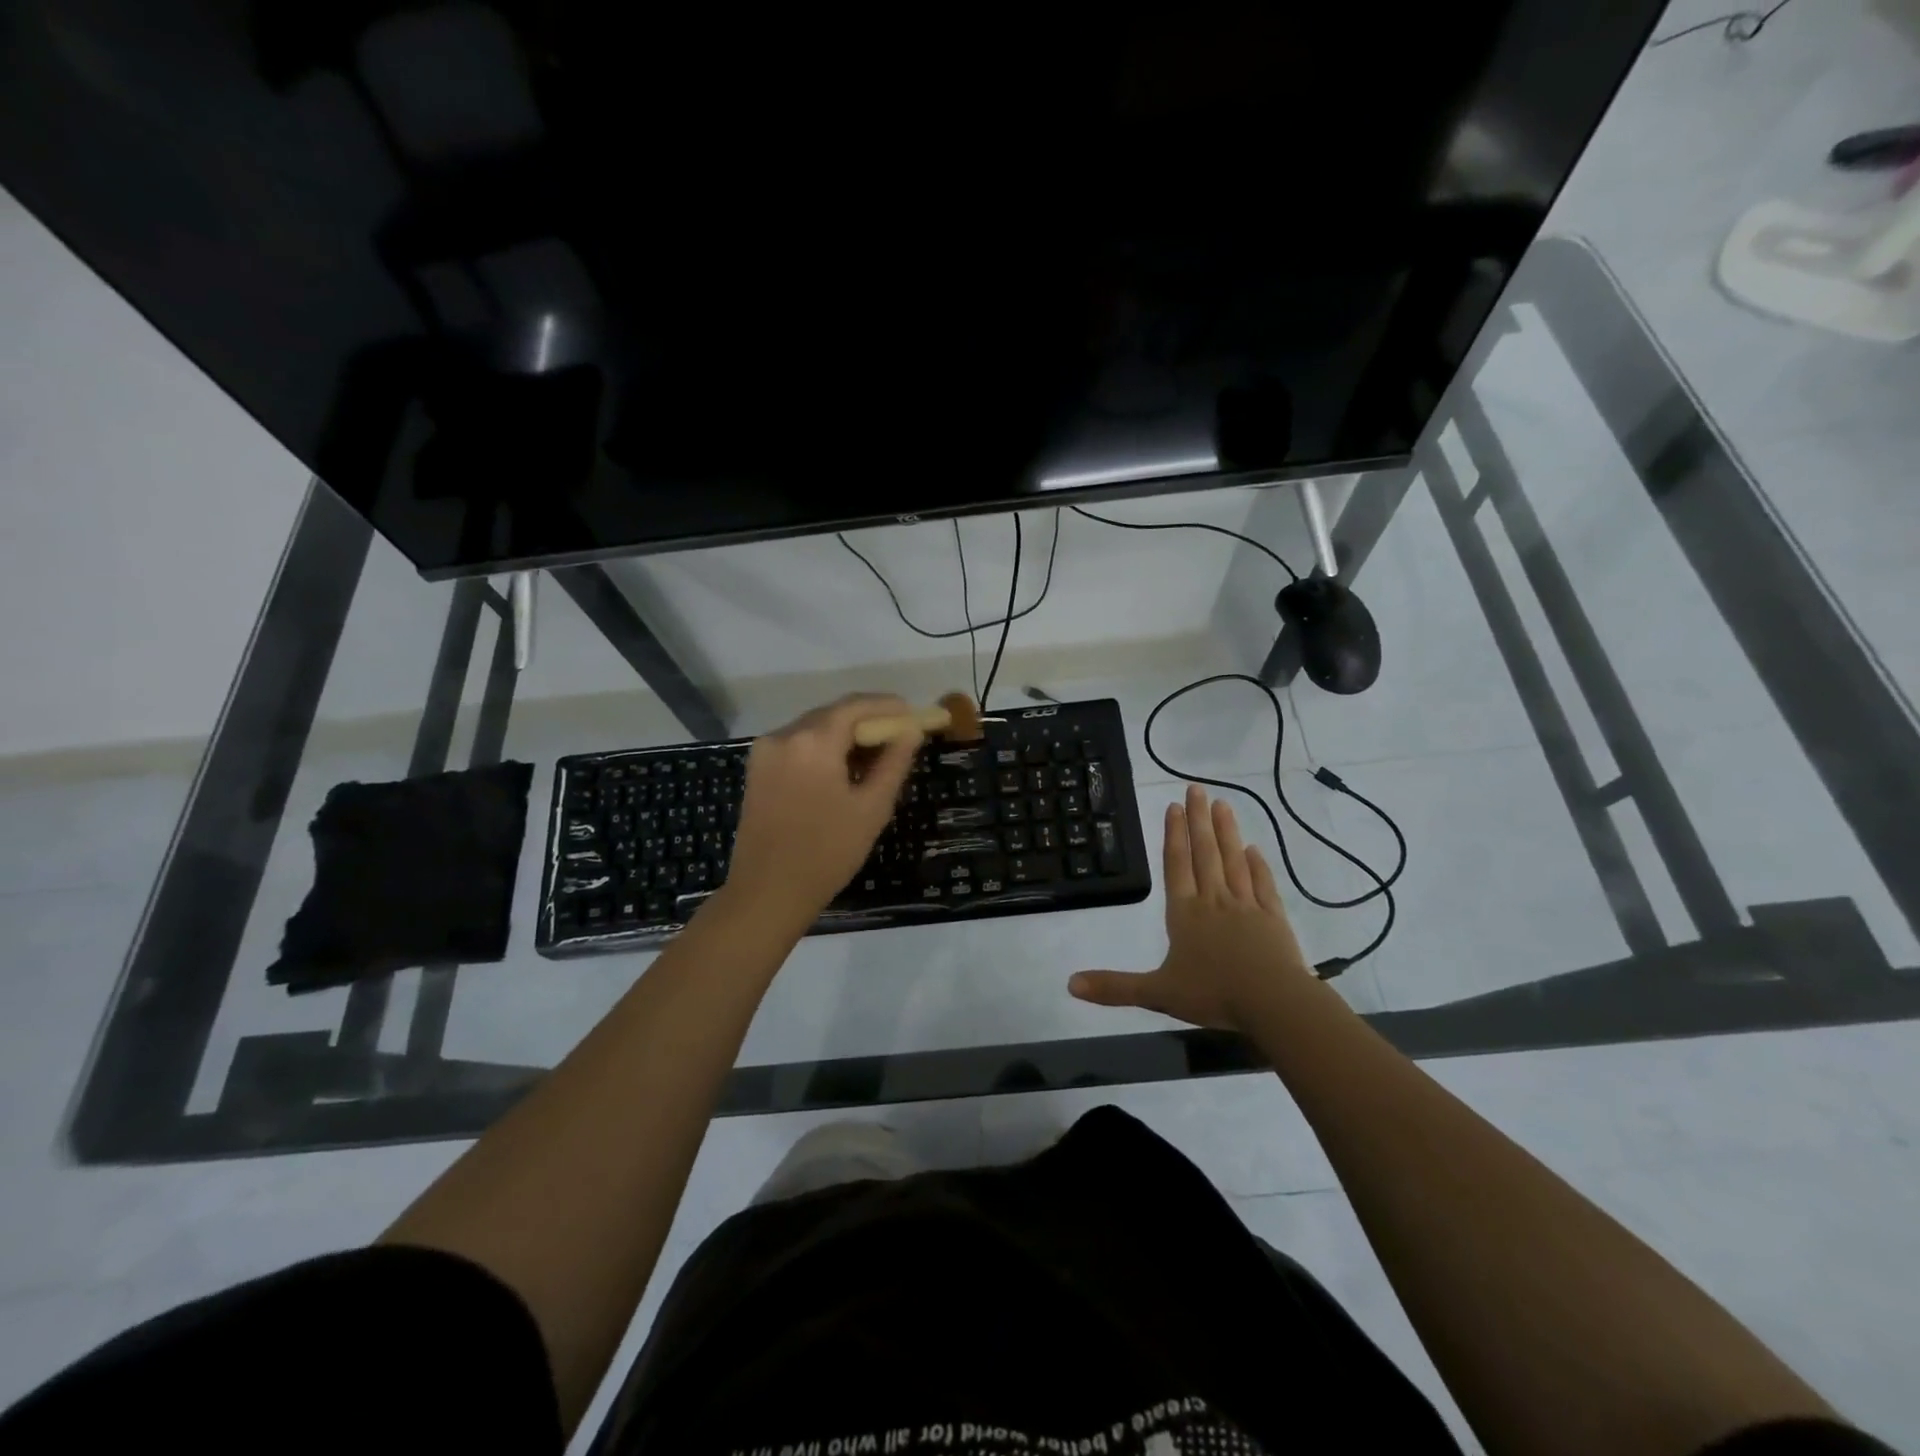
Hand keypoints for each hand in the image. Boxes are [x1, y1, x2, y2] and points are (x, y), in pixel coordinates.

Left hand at [719, 694, 922, 929]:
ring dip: (844, 735)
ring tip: (874, 757)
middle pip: (833, 714)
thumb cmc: (827, 852)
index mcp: (813, 741)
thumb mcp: (872, 808)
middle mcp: (784, 735)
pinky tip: (842, 770)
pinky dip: (823, 749)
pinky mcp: (757, 770)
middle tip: (898, 737)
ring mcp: (765, 752)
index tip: (912, 714)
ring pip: (814, 729)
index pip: (856, 706)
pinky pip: (797, 745)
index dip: (887, 706)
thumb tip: (910, 731)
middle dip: (867, 721)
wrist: (767, 892)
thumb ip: (894, 763)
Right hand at [1069, 784, 1312, 1031]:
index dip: (1173, 835)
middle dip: (1199, 820)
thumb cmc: (1213, 994)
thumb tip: (1070, 984)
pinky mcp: (1273, 918)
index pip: (1176, 865)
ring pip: (1234, 861)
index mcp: (1185, 914)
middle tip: (1197, 789)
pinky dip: (1258, 865)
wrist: (1274, 1003)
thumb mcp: (1157, 993)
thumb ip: (1115, 987)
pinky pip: (1264, 884)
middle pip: (1205, 853)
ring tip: (1223, 805)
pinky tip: (1254, 849)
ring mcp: (1247, 907)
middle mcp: (1214, 901)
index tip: (1174, 806)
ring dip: (1227, 832)